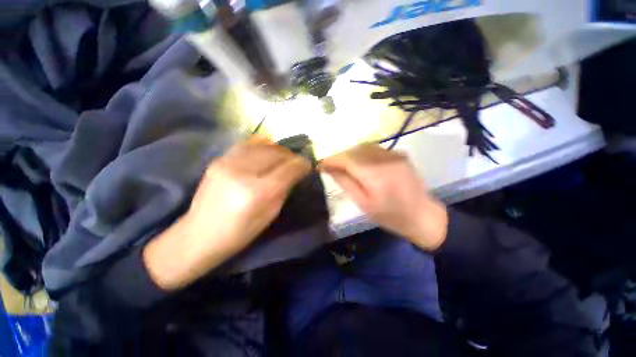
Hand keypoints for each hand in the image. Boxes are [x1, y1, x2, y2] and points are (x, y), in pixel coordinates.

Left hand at [143, 137, 310, 289]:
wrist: (199, 235)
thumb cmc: (239, 233)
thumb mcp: (270, 215)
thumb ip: (284, 189)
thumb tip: (295, 172)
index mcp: (257, 192)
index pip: (287, 169)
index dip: (301, 164)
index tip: (308, 164)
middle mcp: (242, 172)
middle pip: (276, 153)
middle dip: (291, 156)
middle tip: (297, 162)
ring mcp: (227, 162)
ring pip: (262, 145)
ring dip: (278, 149)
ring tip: (283, 156)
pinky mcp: (219, 159)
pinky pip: (247, 145)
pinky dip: (261, 146)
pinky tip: (267, 152)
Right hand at [320, 144, 447, 250]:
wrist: (422, 216)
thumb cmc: (390, 216)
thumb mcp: (363, 204)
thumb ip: (345, 183)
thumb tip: (329, 169)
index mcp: (375, 175)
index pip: (347, 159)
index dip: (332, 159)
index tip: (321, 164)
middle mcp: (385, 160)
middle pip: (354, 150)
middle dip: (339, 156)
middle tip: (330, 166)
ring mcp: (394, 155)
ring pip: (364, 147)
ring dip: (350, 154)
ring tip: (343, 165)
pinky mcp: (400, 154)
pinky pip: (375, 149)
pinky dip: (362, 153)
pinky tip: (360, 163)